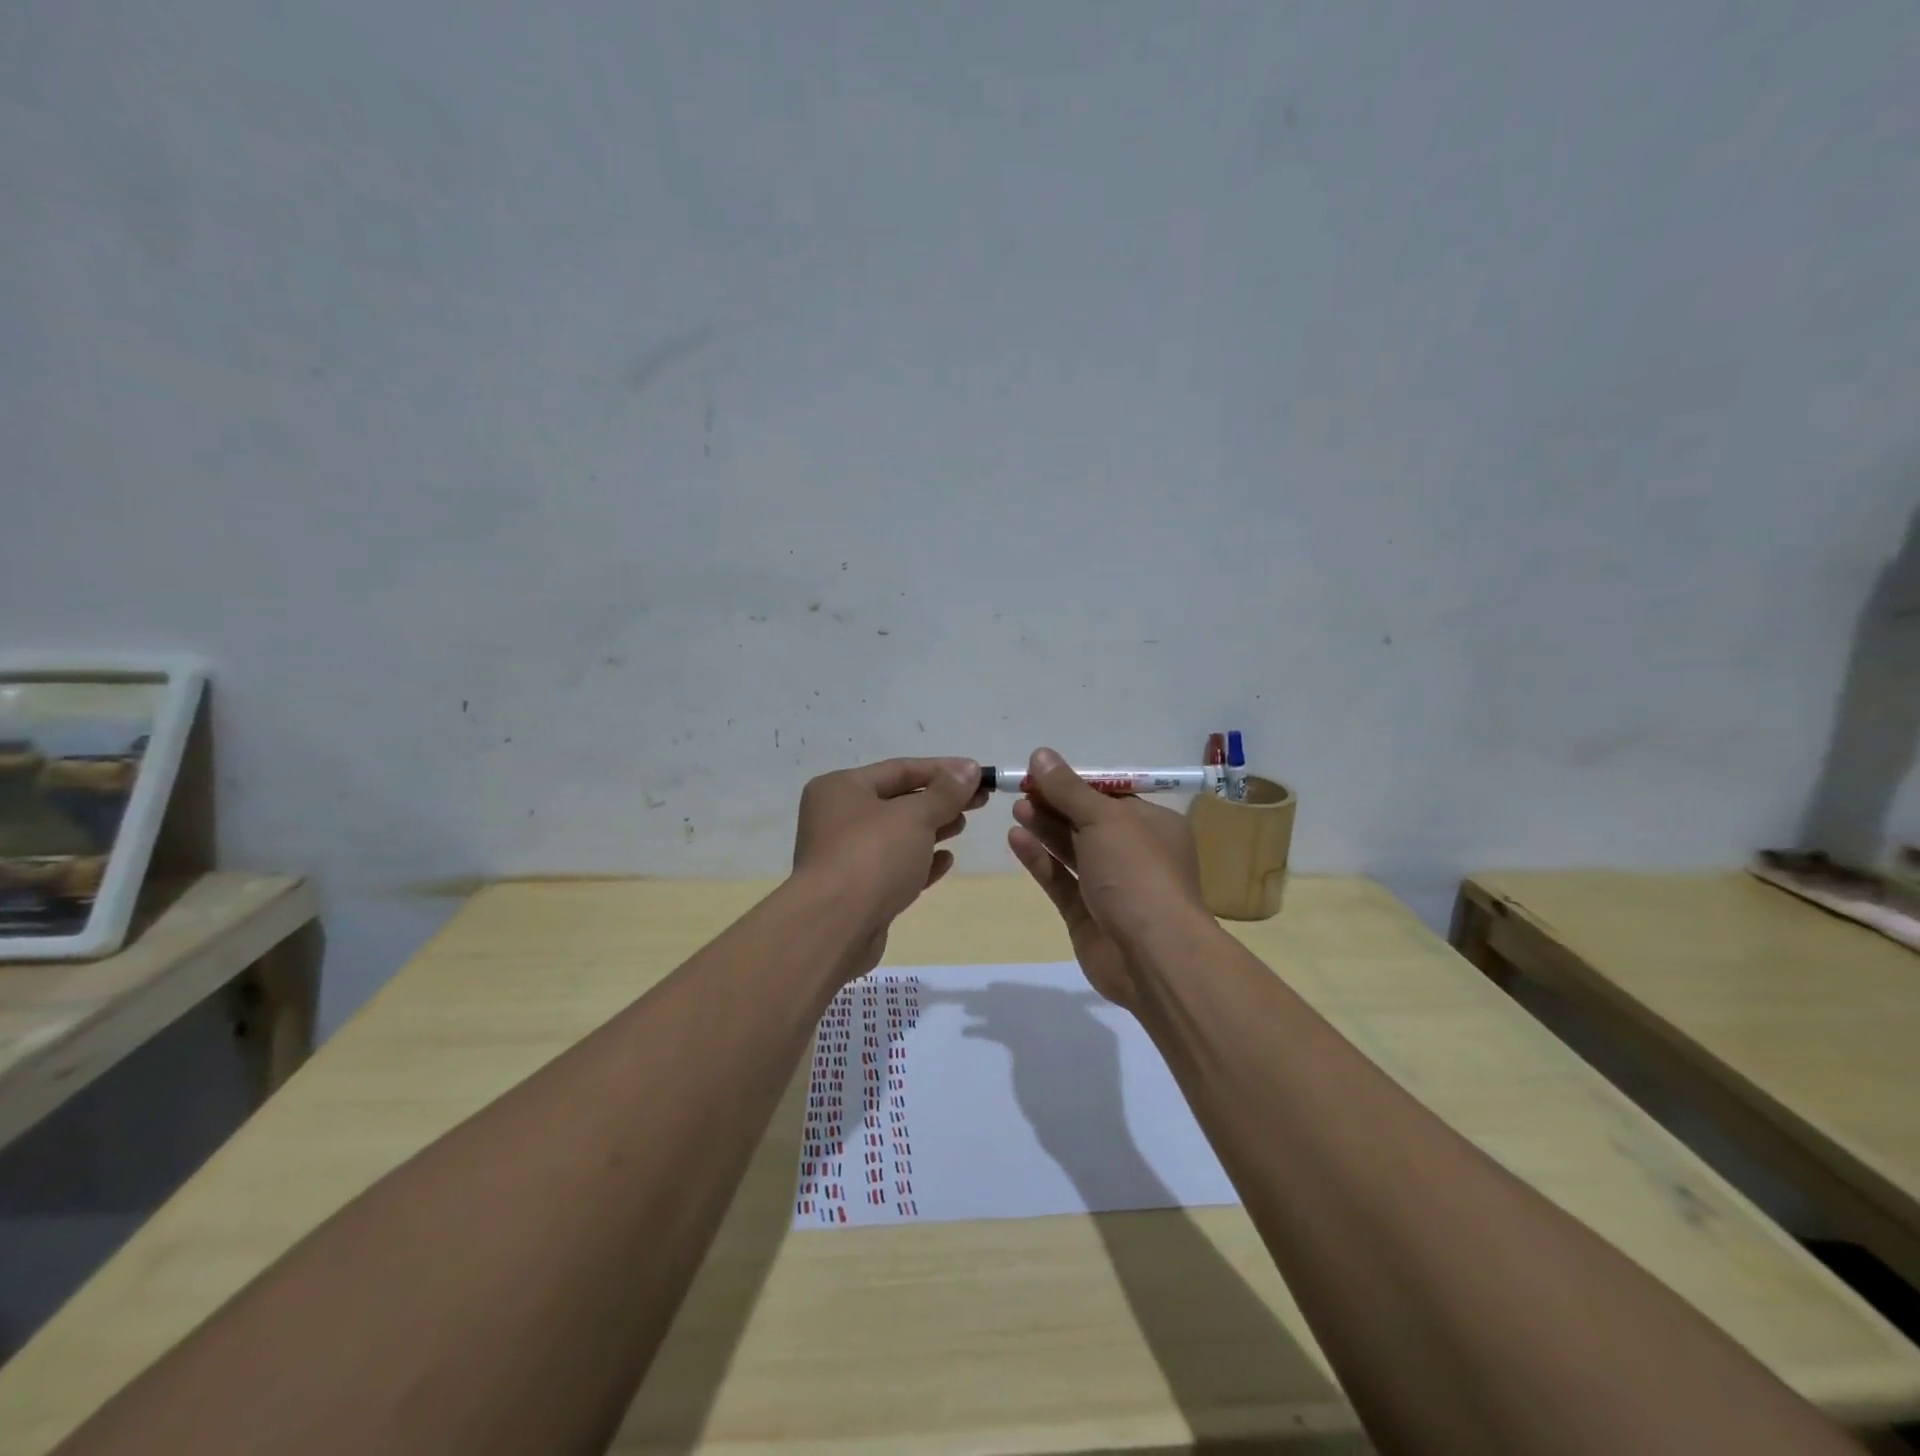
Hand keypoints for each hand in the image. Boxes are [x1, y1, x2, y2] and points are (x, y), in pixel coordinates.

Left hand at [793, 757, 985, 965]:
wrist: (834, 926)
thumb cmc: (872, 856)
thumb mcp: (914, 816)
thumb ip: (945, 793)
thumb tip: (969, 769)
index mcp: (841, 788)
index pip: (899, 769)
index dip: (942, 770)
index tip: (979, 773)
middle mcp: (837, 817)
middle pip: (898, 801)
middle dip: (939, 800)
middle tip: (980, 801)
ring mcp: (845, 856)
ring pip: (896, 835)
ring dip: (932, 829)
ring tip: (963, 825)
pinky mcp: (857, 891)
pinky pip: (893, 867)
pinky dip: (919, 861)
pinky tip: (946, 861)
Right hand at [1007, 747, 1208, 1008]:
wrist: (1152, 955)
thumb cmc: (1137, 873)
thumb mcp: (1105, 819)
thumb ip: (1069, 789)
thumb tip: (1041, 754)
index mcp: (1152, 825)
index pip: (1109, 796)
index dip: (1073, 783)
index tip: (1038, 771)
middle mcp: (1134, 854)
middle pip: (1087, 821)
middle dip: (1055, 804)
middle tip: (1020, 789)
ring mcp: (1110, 887)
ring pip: (1072, 850)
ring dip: (1045, 828)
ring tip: (1016, 808)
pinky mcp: (1086, 915)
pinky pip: (1060, 880)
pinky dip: (1039, 859)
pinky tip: (1016, 839)